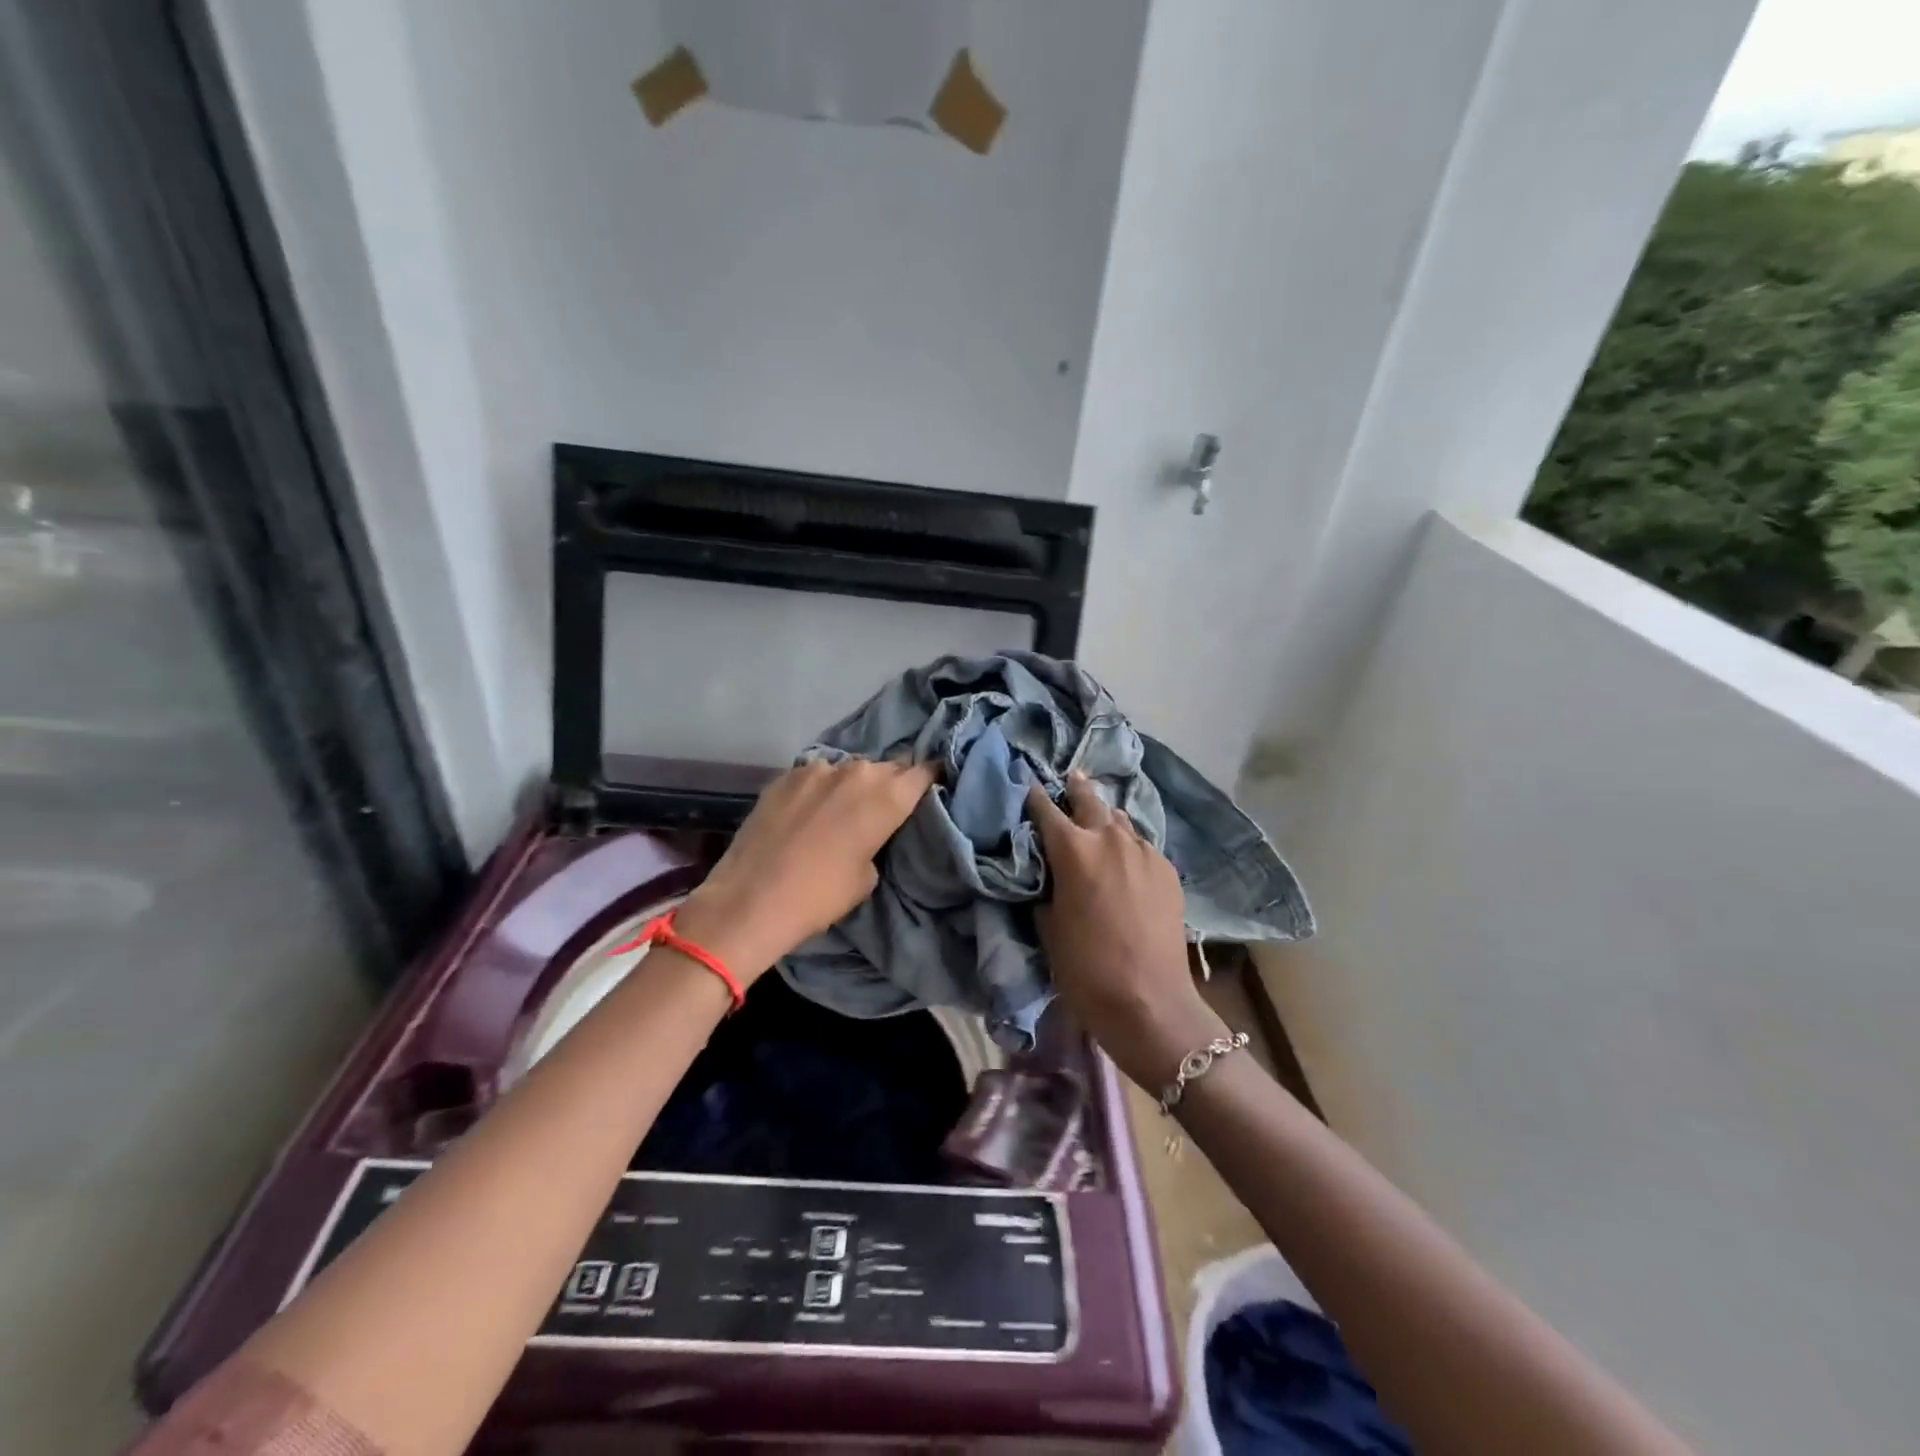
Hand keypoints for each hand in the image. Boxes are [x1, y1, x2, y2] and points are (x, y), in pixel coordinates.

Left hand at [676, 757, 934, 980]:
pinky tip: (810, 811)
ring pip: (848, 769)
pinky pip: (816, 776)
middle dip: (892, 782)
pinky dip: (820, 789)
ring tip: (844, 809)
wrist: (750, 900)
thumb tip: (868, 828)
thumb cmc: (821, 896)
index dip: (931, 777)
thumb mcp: (868, 876)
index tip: (934, 785)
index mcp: (887, 796)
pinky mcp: (784, 776)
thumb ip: (878, 840)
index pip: (923, 772)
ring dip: (853, 785)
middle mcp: (856, 771)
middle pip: (887, 768)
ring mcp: (817, 769)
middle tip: (888, 805)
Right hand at [1026, 773, 1228, 1088]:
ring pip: (1120, 820)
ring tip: (1097, 818)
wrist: (1149, 1001)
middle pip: (1090, 800)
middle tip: (1070, 778)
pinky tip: (1124, 857)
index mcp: (1073, 850)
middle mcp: (1110, 839)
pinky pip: (1142, 845)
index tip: (1027, 787)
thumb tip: (1050, 873)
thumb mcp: (1048, 926)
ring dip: (1105, 817)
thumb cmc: (1086, 968)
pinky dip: (1128, 844)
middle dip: (1076, 789)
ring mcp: (1145, 852)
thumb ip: (1046, 888)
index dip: (1034, 797)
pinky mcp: (1168, 870)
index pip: (1046, 809)